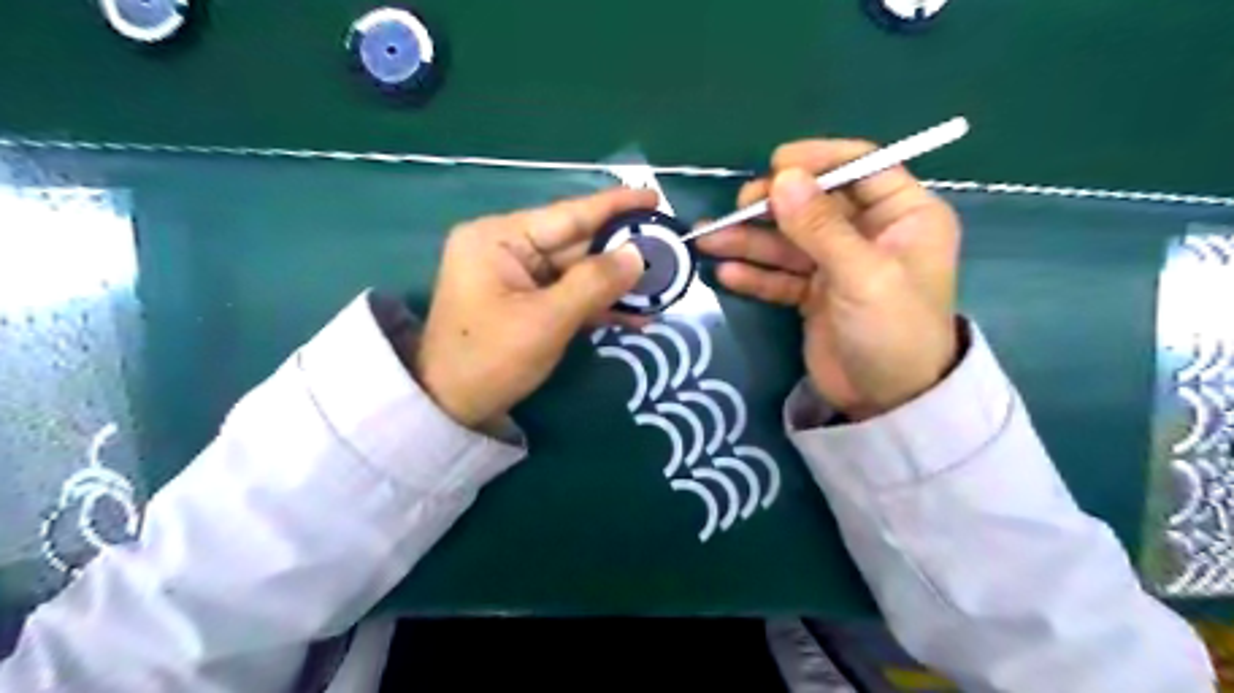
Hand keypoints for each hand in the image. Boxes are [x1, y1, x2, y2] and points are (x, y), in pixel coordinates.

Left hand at [408, 186, 653, 430]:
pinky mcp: (525, 302)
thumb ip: (594, 283)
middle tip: (669, 251)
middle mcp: (507, 247)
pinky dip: (597, 304)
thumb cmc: (490, 359)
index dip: (614, 207)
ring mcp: (516, 276)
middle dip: (621, 253)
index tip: (654, 198)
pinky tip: (635, 314)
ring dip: (615, 284)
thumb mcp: (546, 321)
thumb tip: (638, 255)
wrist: (451, 408)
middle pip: (576, 244)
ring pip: (577, 271)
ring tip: (661, 287)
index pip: (567, 215)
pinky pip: (568, 294)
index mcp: (499, 237)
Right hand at [699, 141, 956, 420]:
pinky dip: (755, 275)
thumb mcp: (862, 274)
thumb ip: (821, 227)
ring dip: (750, 241)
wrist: (888, 403)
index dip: (818, 162)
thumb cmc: (893, 331)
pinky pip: (781, 276)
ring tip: (708, 240)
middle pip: (815, 204)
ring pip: (790, 242)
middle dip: (773, 206)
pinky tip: (726, 274)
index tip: (776, 166)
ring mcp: (838, 265)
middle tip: (737, 209)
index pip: (861, 168)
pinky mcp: (814, 294)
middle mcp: (870, 234)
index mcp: (903, 216)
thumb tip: (782, 178)